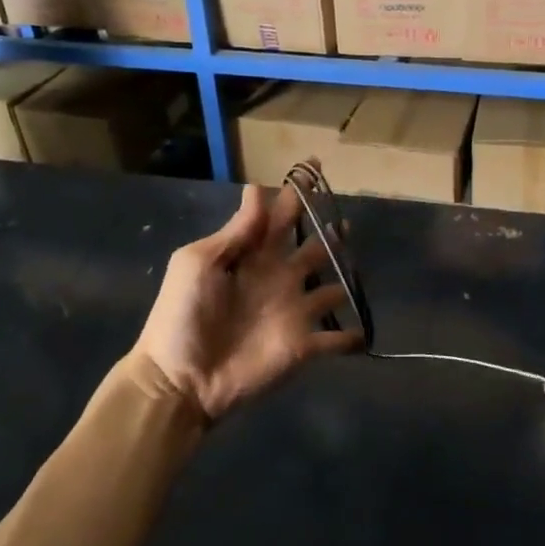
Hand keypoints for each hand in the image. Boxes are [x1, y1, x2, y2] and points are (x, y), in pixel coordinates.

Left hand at [135, 183, 361, 419]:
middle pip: (313, 249)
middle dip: (329, 233)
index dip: (297, 193)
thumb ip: (234, 231)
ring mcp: (294, 312)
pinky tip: (364, 333)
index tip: (314, 166)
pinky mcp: (304, 346)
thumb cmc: (183, 315)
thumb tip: (257, 189)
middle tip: (345, 216)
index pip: (280, 216)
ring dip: (346, 279)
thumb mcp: (198, 263)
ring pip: (331, 289)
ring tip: (358, 267)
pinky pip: (336, 340)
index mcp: (253, 255)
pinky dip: (351, 338)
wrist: (180, 379)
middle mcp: (279, 278)